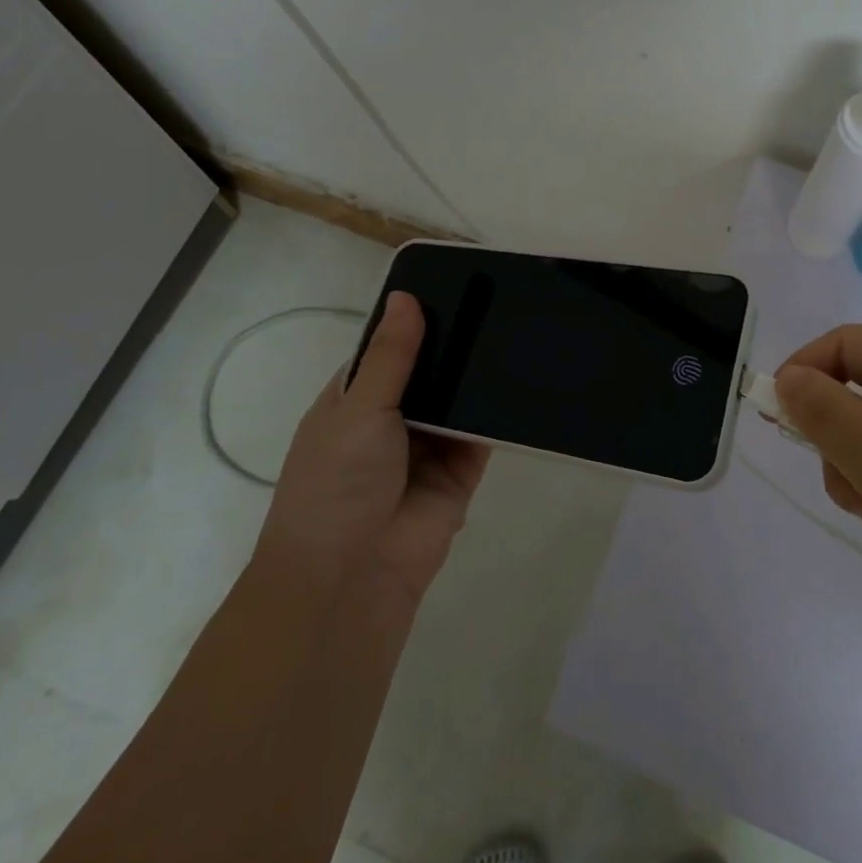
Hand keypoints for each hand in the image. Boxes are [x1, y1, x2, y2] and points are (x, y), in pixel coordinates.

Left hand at [257, 292, 489, 611]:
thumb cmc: (336, 482)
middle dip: (454, 347)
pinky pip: (482, 434)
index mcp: (353, 400)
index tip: (453, 285)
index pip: (388, 349)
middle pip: (428, 373)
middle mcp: (390, 420)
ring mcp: (427, 448)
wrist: (350, 577)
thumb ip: (391, 356)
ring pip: (458, 401)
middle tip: (499, 299)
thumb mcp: (358, 407)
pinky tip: (525, 375)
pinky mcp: (460, 474)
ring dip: (477, 377)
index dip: (415, 321)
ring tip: (518, 327)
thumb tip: (406, 297)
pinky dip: (497, 413)